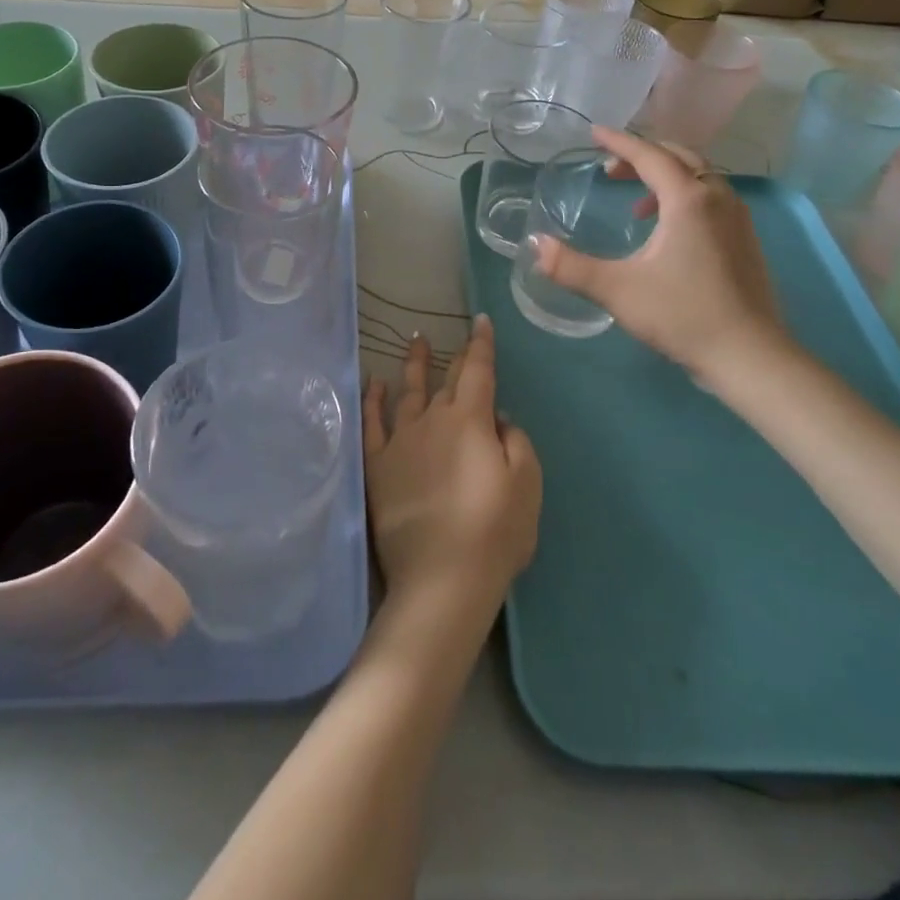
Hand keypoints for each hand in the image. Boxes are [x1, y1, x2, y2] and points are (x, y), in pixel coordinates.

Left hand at [362, 316, 540, 614]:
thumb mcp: (526, 485)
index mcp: (471, 421)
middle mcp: (433, 420)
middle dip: (454, 356)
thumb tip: (498, 418)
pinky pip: (373, 423)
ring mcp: (401, 441)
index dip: (481, 344)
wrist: (442, 577)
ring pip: (407, 392)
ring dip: (412, 365)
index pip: (478, 371)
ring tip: (414, 342)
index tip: (480, 322)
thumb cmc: (494, 532)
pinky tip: (373, 383)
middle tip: (453, 336)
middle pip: (446, 380)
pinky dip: (372, 399)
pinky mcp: (378, 466)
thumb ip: (516, 442)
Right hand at [528, 127, 787, 384]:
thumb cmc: (682, 315)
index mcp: (687, 199)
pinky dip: (684, 195)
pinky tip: (667, 230)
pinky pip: (711, 197)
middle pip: (678, 157)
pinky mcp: (746, 239)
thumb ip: (570, 266)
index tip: (594, 133)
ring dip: (665, 175)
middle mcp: (717, 197)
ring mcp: (737, 218)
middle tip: (609, 169)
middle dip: (642, 156)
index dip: (619, 142)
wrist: (750, 356)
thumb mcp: (617, 290)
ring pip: (699, 176)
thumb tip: (535, 245)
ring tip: (635, 201)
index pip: (649, 155)